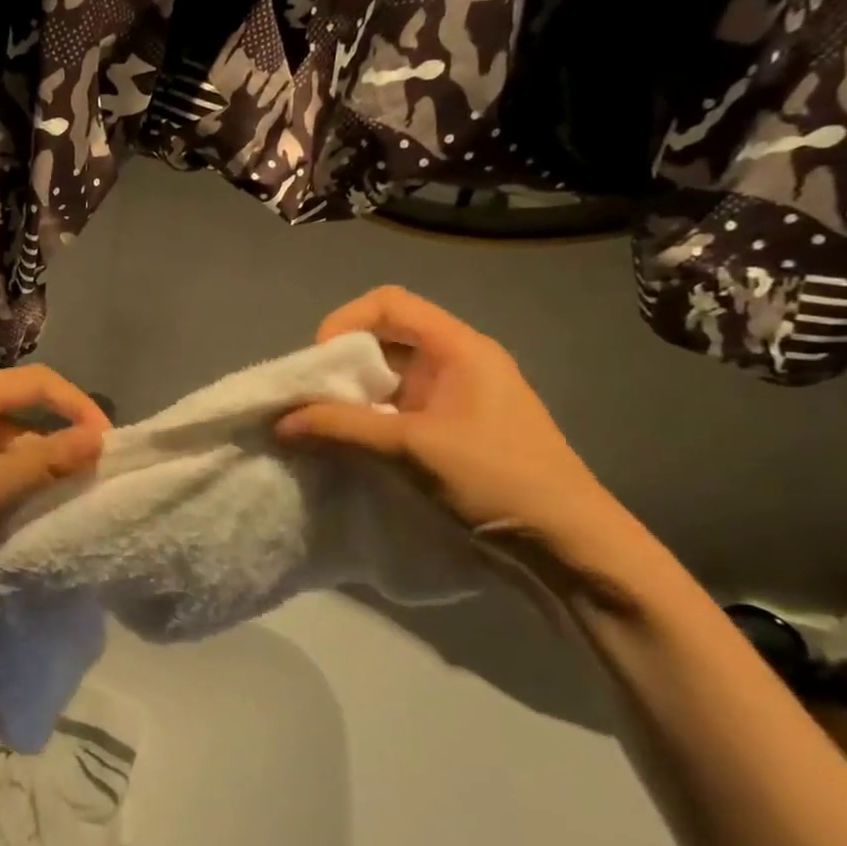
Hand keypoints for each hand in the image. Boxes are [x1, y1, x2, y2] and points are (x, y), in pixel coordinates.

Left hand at [0, 366, 109, 583]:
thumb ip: (44, 461)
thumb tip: (99, 439)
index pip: (40, 382)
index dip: (79, 407)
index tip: (106, 444)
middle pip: (21, 411)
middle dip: (56, 441)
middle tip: (85, 479)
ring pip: (1, 442)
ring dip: (30, 465)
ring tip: (55, 501)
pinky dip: (3, 480)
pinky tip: (12, 511)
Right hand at [275, 287, 634, 567]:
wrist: (567, 542)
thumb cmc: (495, 478)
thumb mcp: (410, 448)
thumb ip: (341, 428)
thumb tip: (279, 422)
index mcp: (458, 347)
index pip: (389, 303)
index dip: (345, 322)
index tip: (319, 364)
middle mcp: (457, 361)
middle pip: (386, 337)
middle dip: (342, 363)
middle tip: (314, 398)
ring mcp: (457, 395)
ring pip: (390, 375)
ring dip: (353, 394)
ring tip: (325, 424)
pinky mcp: (454, 427)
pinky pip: (399, 406)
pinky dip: (369, 417)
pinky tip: (352, 444)